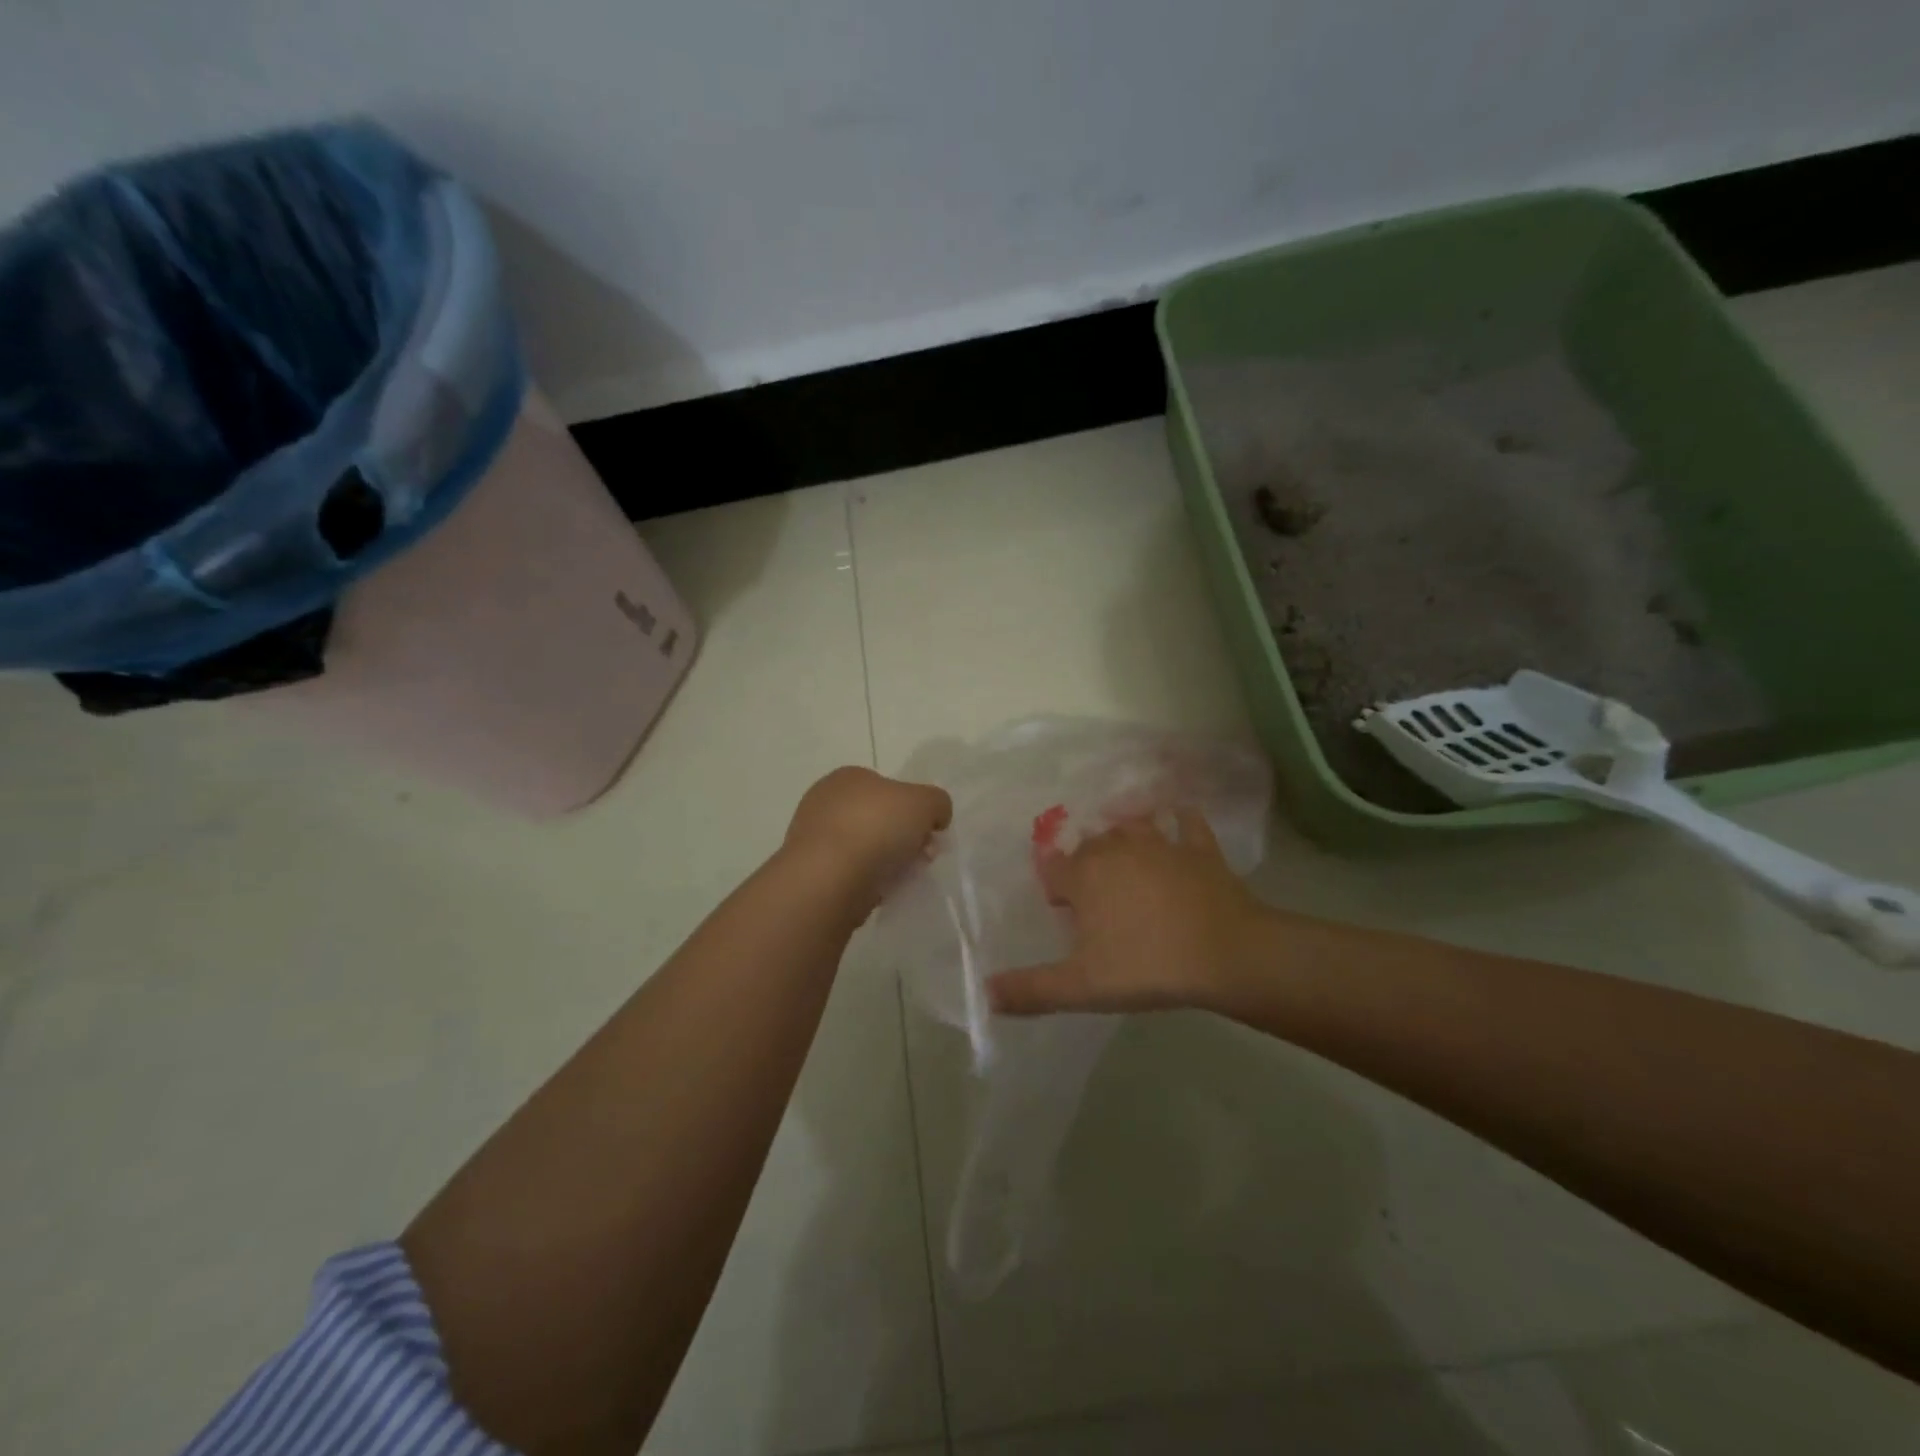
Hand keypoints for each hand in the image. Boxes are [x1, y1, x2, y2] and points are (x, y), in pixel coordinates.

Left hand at [783, 766, 952, 911]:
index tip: (930, 833)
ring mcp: (814, 839)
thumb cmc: (876, 827)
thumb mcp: (925, 802)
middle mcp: (825, 802)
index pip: (888, 788)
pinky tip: (879, 892)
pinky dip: (868, 882)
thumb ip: (937, 802)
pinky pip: (851, 874)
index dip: (914, 810)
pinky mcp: (811, 873)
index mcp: (848, 777)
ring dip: (888, 862)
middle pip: (879, 819)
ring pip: (865, 848)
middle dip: (904, 838)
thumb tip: (935, 816)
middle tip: (923, 858)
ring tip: (903, 878)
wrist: (828, 879)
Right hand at [990, 811, 1267, 1015]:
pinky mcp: (1199, 848)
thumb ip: (1031, 989)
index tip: (1062, 907)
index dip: (1054, 885)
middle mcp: (1116, 848)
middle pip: (1089, 845)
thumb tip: (985, 993)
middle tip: (1093, 893)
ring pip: (1131, 825)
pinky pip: (1185, 822)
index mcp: (1084, 875)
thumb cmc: (1147, 966)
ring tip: (1123, 853)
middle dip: (1085, 862)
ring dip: (1122, 834)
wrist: (1226, 953)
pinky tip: (1177, 818)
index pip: (1053, 867)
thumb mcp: (1082, 987)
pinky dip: (1179, 819)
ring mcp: (1161, 843)